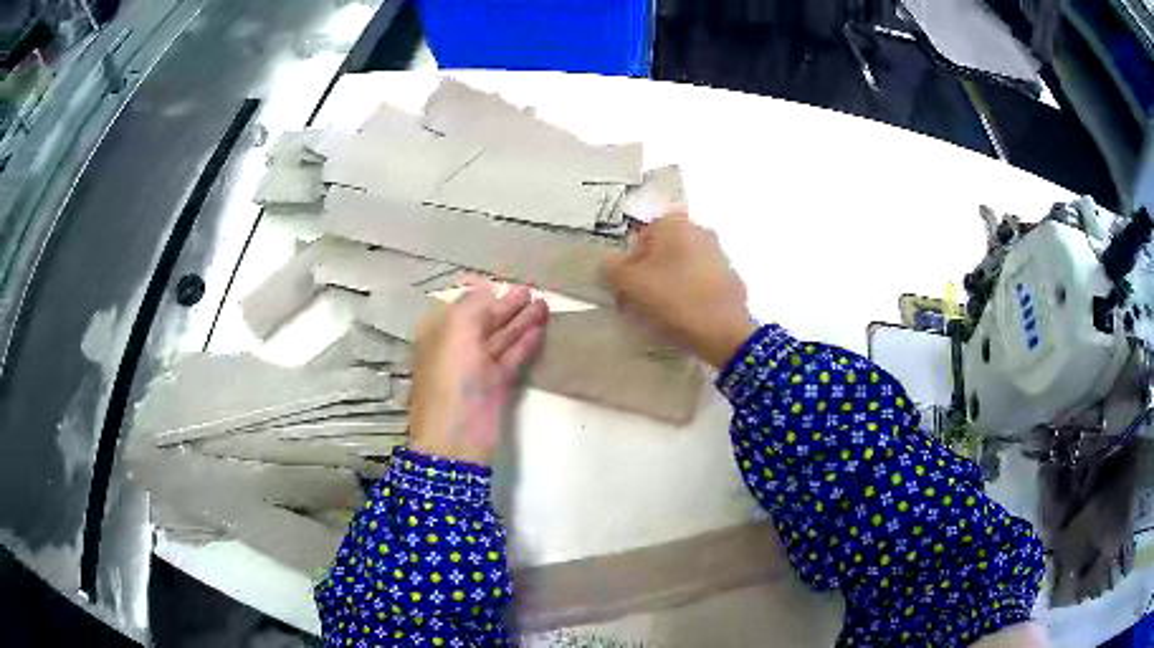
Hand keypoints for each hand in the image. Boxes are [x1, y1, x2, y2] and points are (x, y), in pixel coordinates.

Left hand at [408, 282, 548, 465]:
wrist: (457, 435)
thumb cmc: (451, 377)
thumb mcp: (456, 330)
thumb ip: (473, 305)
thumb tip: (487, 289)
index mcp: (440, 332)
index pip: (465, 306)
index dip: (486, 294)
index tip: (508, 282)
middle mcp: (457, 347)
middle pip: (486, 321)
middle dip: (508, 306)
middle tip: (533, 291)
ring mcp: (477, 367)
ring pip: (501, 338)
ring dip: (521, 322)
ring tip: (544, 305)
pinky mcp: (495, 385)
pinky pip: (512, 357)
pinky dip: (524, 343)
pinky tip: (540, 330)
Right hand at [605, 211, 755, 368]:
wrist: (723, 332)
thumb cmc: (673, 300)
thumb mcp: (629, 284)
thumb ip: (612, 268)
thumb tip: (610, 262)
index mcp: (676, 225)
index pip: (643, 234)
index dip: (630, 259)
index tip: (627, 284)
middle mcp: (700, 232)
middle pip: (664, 250)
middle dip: (650, 271)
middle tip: (639, 299)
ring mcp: (720, 256)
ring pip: (683, 266)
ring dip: (670, 283)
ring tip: (661, 313)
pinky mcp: (731, 281)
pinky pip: (701, 284)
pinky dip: (690, 295)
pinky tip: (684, 317)